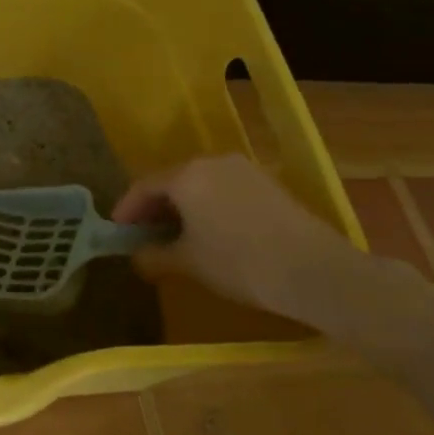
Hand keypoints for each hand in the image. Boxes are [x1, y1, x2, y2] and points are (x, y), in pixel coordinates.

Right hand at [111, 154, 380, 322]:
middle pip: (172, 181)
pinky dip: (208, 206)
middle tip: (143, 234)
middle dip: (154, 207)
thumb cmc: (239, 263)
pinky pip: (224, 190)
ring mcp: (244, 170)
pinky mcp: (268, 184)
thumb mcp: (187, 263)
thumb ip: (154, 255)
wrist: (315, 272)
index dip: (126, 209)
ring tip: (176, 235)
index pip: (144, 186)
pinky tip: (210, 232)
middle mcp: (212, 162)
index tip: (117, 231)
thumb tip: (137, 255)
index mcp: (186, 175)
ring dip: (182, 207)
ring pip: (199, 184)